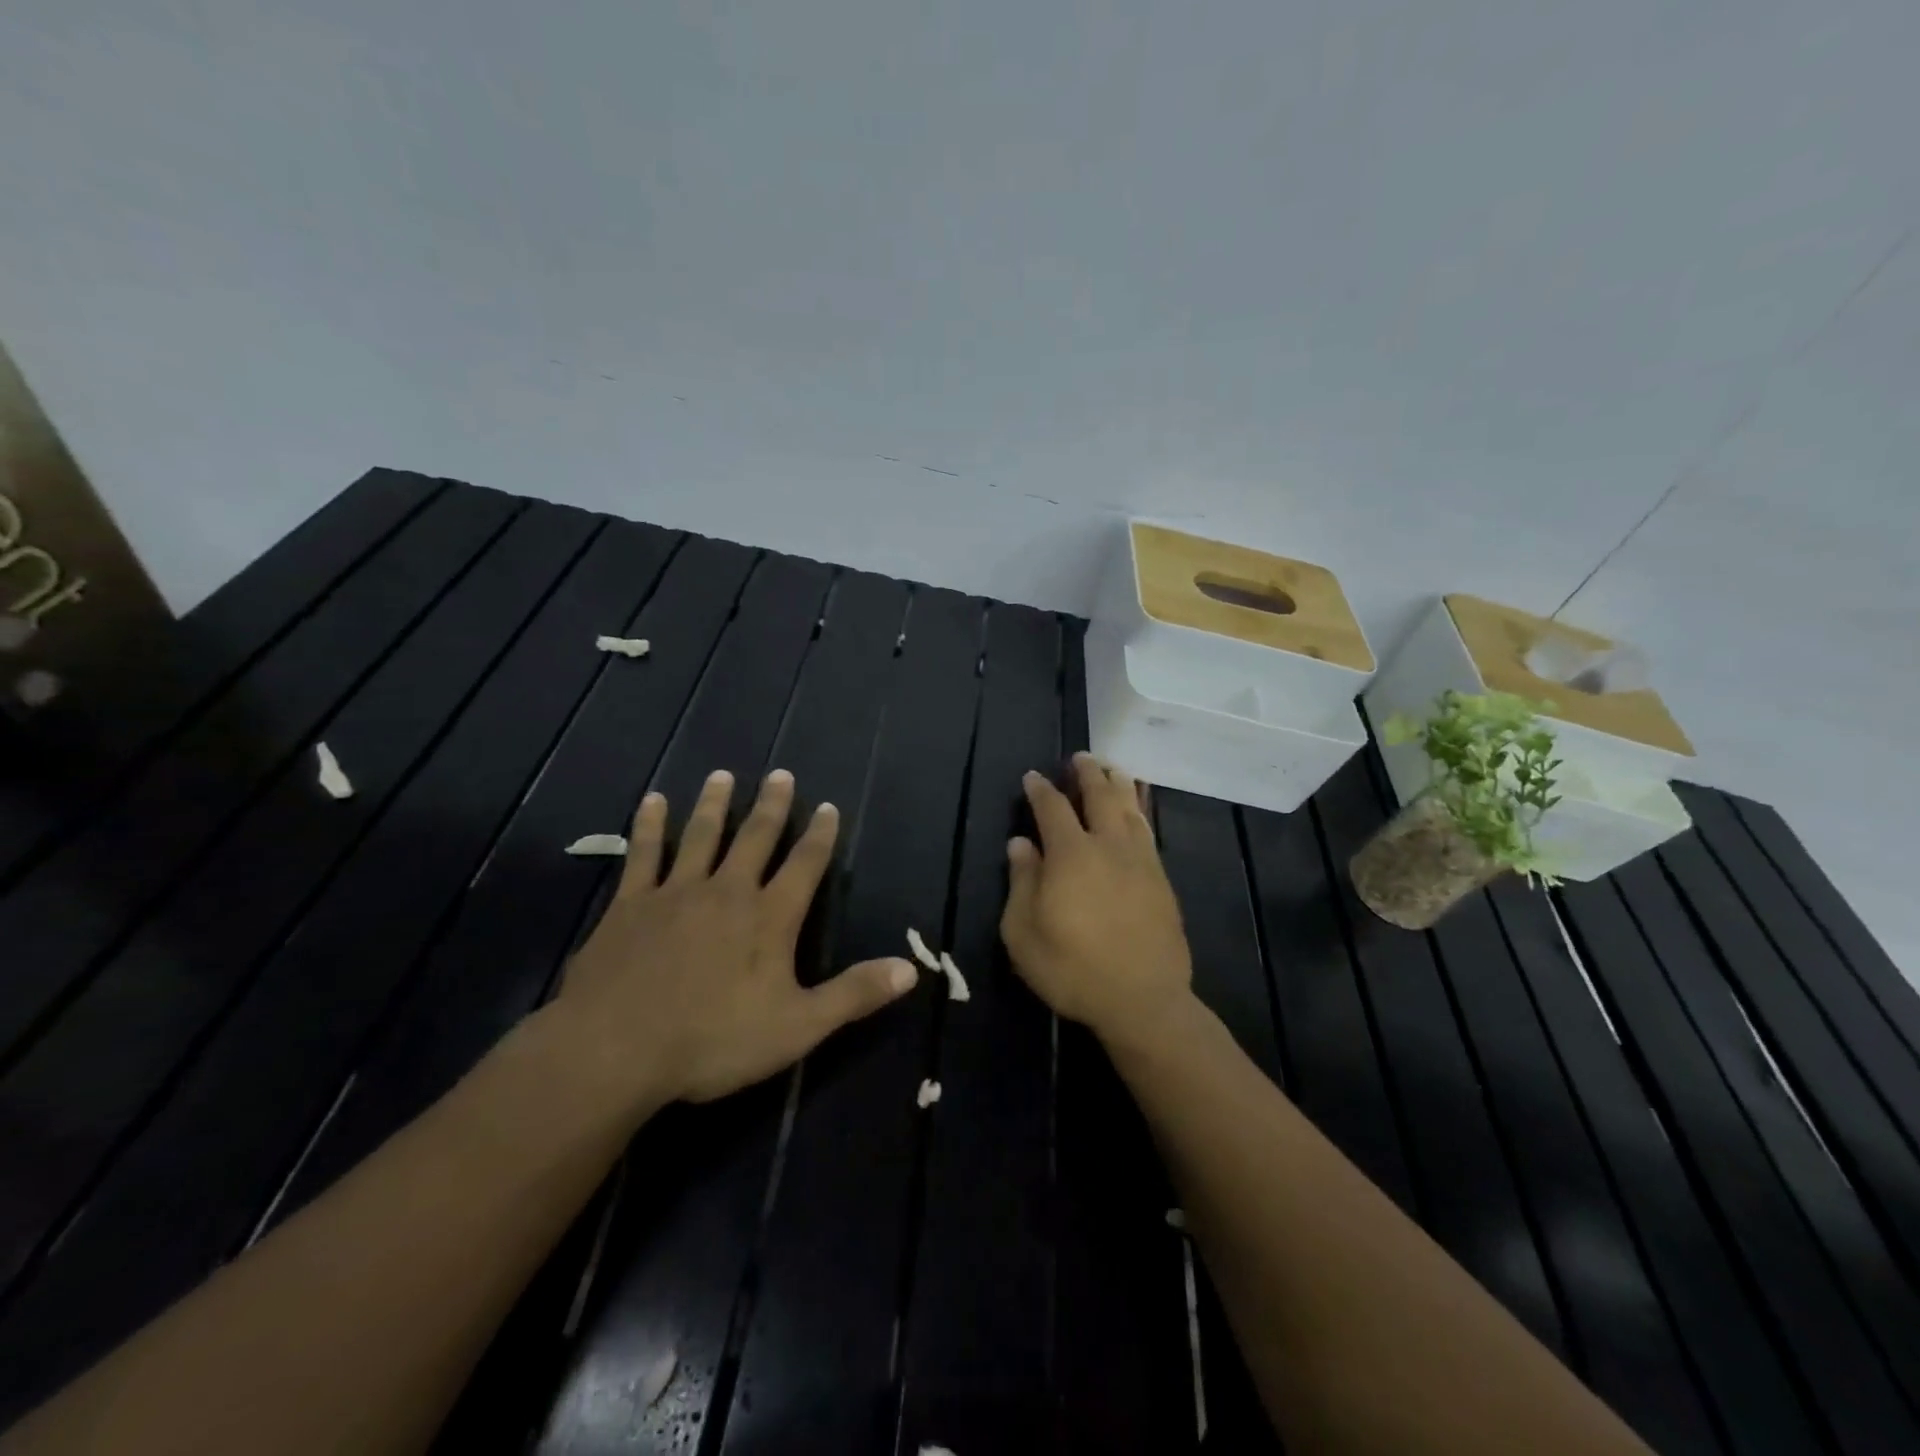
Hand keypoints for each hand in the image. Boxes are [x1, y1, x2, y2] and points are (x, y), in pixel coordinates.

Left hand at [554, 768, 918, 1105]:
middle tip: (782, 774)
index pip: (804, 865)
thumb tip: (911, 968)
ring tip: (723, 775)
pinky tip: (653, 801)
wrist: (617, 1049)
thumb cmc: (714, 1040)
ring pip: (702, 836)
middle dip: (772, 806)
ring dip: (715, 804)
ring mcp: (676, 892)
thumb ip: (854, 994)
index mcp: (770, 918)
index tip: (828, 807)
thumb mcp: (798, 1026)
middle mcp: (728, 891)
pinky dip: (650, 825)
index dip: (820, 836)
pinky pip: (644, 854)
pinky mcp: (631, 904)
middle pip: (756, 838)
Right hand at [1000, 753, 1193, 1044]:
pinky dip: (1141, 809)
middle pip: (1099, 796)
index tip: (1033, 777)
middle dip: (1087, 773)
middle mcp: (1108, 846)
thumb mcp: (1023, 933)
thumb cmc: (1072, 969)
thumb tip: (1020, 843)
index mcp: (1070, 855)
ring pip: (1130, 808)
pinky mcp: (1161, 879)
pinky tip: (1138, 808)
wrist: (1142, 1000)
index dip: (1040, 789)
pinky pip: (1149, 830)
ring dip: (1118, 784)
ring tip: (1112, 768)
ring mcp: (1140, 860)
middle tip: (1080, 757)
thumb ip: (1021, 882)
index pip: (1052, 808)